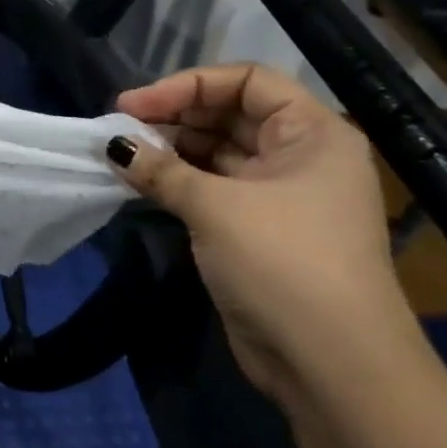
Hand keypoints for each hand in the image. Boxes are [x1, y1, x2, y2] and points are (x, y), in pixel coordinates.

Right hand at [106, 63, 421, 401]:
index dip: (189, 85)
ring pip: (217, 153)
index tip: (135, 104)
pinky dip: (178, 181)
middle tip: (120, 128)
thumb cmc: (284, 263)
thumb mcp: (216, 207)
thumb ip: (160, 169)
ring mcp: (280, 196)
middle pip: (230, 115)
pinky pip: (213, 189)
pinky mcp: (258, 230)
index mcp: (313, 133)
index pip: (247, 81)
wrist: (332, 366)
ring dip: (171, 150)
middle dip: (175, 116)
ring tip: (123, 153)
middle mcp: (301, 156)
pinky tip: (140, 181)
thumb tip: (114, 145)